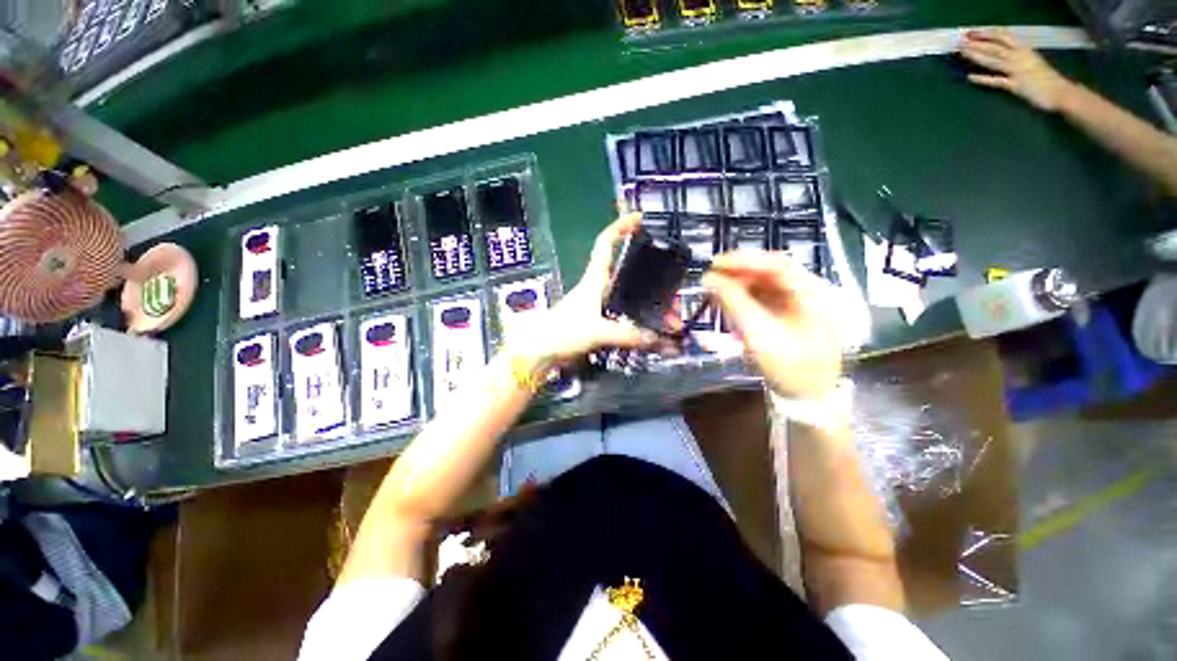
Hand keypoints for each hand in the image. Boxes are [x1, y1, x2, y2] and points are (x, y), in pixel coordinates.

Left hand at [507, 213, 655, 365]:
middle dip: (654, 282)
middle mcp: (598, 289)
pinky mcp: (599, 322)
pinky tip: (654, 333)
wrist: (540, 351)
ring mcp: (599, 306)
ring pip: (631, 298)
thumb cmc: (562, 332)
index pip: (606, 244)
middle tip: (674, 295)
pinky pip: (627, 317)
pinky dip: (641, 323)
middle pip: (629, 275)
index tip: (638, 217)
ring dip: (651, 307)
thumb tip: (657, 338)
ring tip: (670, 320)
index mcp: (594, 280)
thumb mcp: (598, 331)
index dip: (620, 227)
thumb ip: (628, 335)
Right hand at [702, 250, 841, 397]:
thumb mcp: (758, 333)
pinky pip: (764, 298)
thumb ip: (734, 302)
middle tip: (711, 277)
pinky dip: (744, 298)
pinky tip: (729, 303)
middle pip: (770, 272)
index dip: (744, 260)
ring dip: (739, 285)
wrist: (809, 397)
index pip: (776, 264)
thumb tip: (709, 279)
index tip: (715, 264)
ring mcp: (801, 303)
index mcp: (812, 293)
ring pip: (765, 284)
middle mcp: (810, 292)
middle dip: (738, 273)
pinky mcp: (791, 314)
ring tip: (715, 290)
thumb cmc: (789, 367)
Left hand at [960, 29, 1075, 111]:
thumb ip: (1018, 57)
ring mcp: (1018, 71)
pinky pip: (997, 81)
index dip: (987, 34)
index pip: (1004, 37)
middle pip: (995, 48)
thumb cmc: (1047, 79)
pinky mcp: (1016, 86)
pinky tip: (970, 77)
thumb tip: (1002, 54)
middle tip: (961, 41)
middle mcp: (1020, 57)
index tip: (972, 32)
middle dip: (977, 43)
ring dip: (977, 55)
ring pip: (994, 60)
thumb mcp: (1032, 62)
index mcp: (1025, 50)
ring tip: (962, 52)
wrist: (1061, 93)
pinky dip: (984, 79)